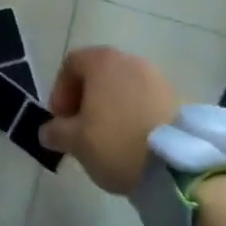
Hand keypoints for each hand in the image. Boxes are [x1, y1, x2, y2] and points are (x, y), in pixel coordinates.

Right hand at [40, 47, 180, 194]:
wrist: (178, 165)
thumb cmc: (117, 143)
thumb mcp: (76, 142)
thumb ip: (56, 132)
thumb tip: (47, 131)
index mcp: (102, 62)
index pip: (71, 63)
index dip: (60, 90)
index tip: (60, 120)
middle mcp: (130, 60)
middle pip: (99, 73)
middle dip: (86, 99)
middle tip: (82, 129)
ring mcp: (157, 76)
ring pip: (124, 86)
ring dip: (111, 106)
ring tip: (109, 138)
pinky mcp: (178, 97)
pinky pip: (146, 99)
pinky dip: (135, 114)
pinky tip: (135, 141)